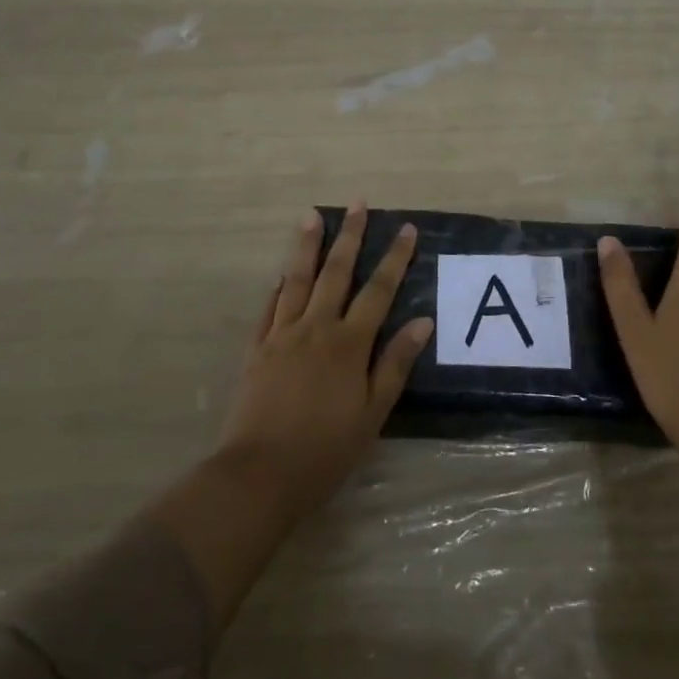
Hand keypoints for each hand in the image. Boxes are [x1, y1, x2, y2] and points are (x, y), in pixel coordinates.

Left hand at [216, 203, 432, 518]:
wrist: (260, 474)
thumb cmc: (326, 449)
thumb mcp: (373, 413)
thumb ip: (395, 364)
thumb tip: (422, 321)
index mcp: (348, 344)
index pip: (377, 291)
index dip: (394, 258)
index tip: (406, 229)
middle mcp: (315, 328)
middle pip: (336, 272)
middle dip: (350, 236)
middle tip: (358, 203)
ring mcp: (281, 335)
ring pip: (297, 279)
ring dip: (307, 245)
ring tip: (312, 216)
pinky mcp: (257, 349)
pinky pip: (269, 307)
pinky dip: (278, 286)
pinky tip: (282, 273)